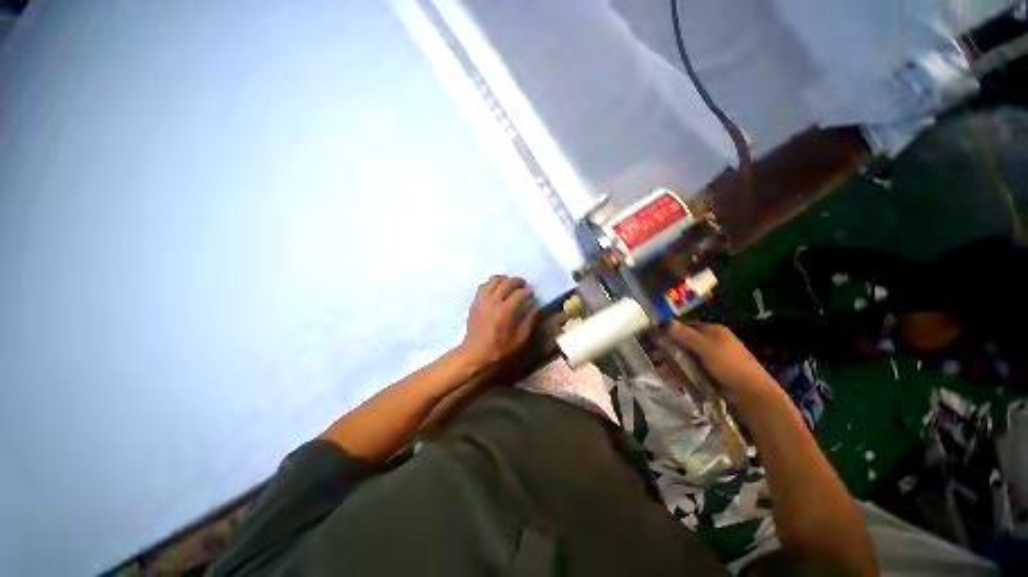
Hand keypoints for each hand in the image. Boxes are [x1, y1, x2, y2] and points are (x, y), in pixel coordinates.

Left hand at [457, 275, 540, 370]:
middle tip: (523, 285)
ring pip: (493, 280)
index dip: (528, 291)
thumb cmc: (500, 348)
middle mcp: (493, 302)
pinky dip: (492, 284)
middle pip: (507, 282)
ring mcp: (482, 300)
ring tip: (510, 284)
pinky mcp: (475, 302)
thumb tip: (536, 307)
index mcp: (505, 311)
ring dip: (504, 279)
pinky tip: (496, 289)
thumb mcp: (520, 338)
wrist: (476, 352)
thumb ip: (529, 321)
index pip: (520, 293)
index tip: (532, 294)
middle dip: (518, 281)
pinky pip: (483, 286)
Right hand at [665, 321, 778, 403]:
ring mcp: (713, 361)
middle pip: (687, 344)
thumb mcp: (706, 348)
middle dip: (672, 351)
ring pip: (689, 360)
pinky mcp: (713, 376)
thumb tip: (666, 323)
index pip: (689, 326)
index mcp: (714, 331)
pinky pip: (694, 373)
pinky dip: (684, 377)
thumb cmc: (729, 364)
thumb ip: (687, 336)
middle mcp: (713, 343)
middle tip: (656, 360)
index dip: (673, 330)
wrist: (748, 390)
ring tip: (663, 375)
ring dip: (676, 366)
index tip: (655, 338)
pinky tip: (675, 383)